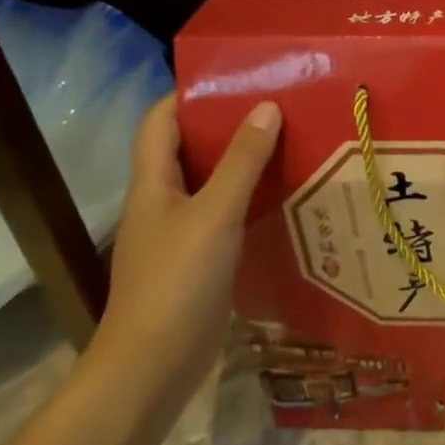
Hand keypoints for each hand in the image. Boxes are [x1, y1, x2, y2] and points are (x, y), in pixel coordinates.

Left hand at [91, 95, 280, 403]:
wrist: (153, 367)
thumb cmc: (177, 281)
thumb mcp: (215, 213)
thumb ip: (242, 161)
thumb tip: (266, 107)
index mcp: (152, 184)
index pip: (160, 121)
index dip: (189, 94)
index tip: (236, 77)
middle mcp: (163, 202)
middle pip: (189, 148)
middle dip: (228, 124)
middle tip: (278, 105)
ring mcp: (180, 233)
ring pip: (212, 182)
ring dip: (245, 162)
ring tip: (292, 141)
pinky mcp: (200, 260)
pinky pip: (227, 214)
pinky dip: (251, 198)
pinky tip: (286, 195)